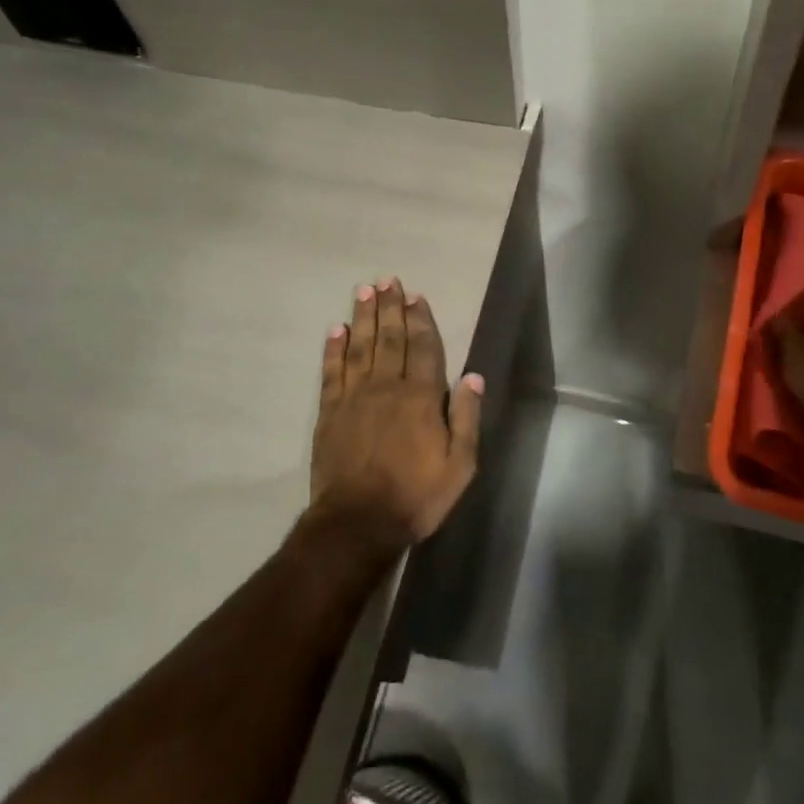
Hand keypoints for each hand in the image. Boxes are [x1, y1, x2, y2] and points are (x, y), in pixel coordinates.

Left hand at [310, 278, 482, 547]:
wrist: (358, 524)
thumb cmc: (416, 496)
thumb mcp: (460, 465)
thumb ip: (466, 417)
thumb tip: (474, 376)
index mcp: (421, 397)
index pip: (422, 347)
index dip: (420, 319)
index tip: (415, 295)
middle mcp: (387, 387)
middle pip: (389, 338)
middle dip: (390, 307)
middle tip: (387, 280)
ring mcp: (354, 397)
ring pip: (360, 347)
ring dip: (363, 317)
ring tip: (364, 290)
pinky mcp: (329, 412)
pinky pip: (331, 372)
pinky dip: (334, 349)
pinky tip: (337, 330)